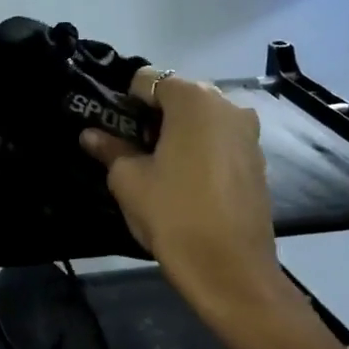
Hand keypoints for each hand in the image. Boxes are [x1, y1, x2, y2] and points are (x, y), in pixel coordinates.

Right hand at [81, 73, 281, 315]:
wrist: (229, 269)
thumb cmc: (172, 214)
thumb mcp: (128, 180)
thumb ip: (110, 149)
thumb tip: (91, 135)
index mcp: (193, 99)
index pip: (146, 80)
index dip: (124, 103)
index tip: (113, 132)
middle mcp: (227, 104)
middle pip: (178, 96)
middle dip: (152, 117)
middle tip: (133, 151)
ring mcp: (248, 132)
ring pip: (201, 120)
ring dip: (177, 134)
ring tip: (160, 170)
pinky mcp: (257, 159)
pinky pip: (220, 141)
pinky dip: (200, 151)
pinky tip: (187, 184)